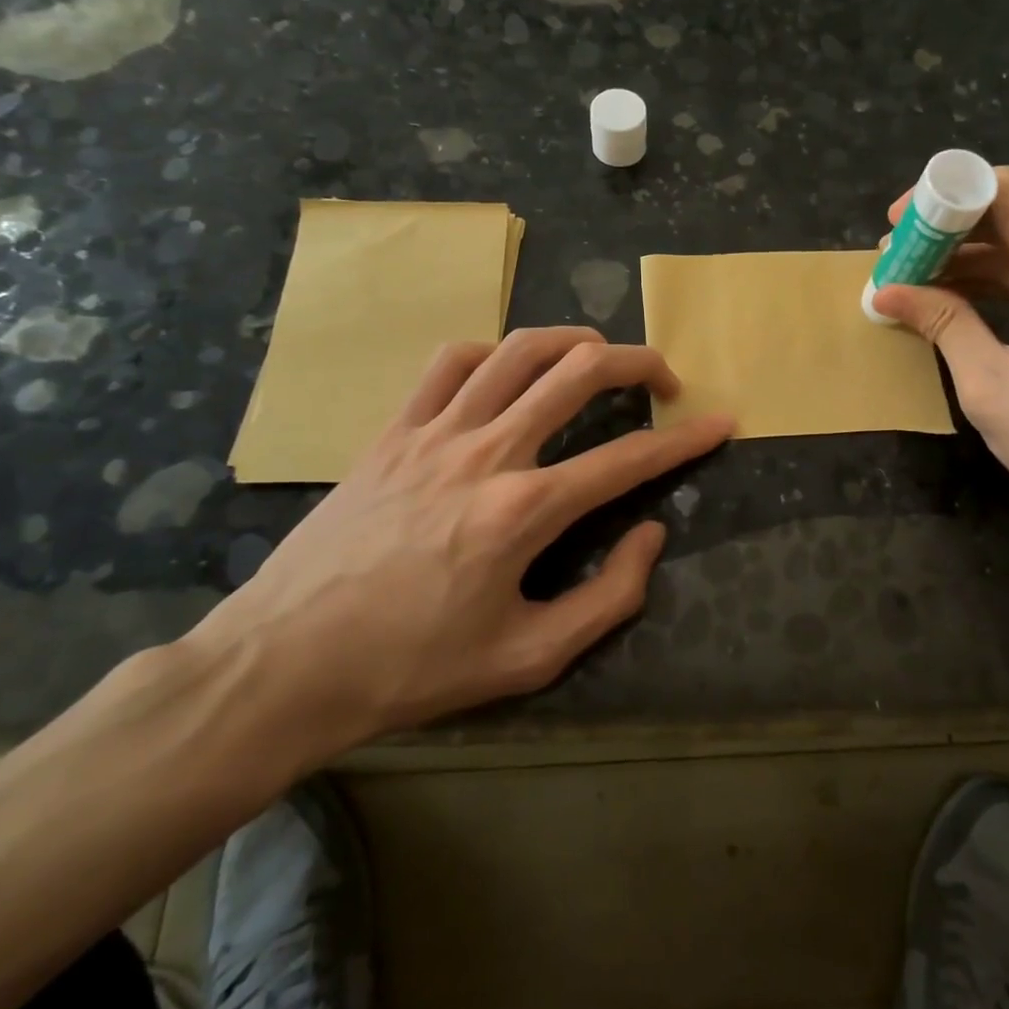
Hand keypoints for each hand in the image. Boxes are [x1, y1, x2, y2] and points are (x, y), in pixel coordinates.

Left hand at [191, 328, 732, 747]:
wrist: (287, 663)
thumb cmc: (414, 668)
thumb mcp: (529, 658)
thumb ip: (609, 597)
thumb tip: (650, 534)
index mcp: (524, 511)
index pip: (628, 458)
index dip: (686, 439)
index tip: (721, 421)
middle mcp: (487, 452)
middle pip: (579, 372)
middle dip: (639, 362)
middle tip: (664, 381)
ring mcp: (435, 432)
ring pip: (517, 349)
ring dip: (572, 340)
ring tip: (599, 356)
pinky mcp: (394, 430)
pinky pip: (450, 362)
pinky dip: (492, 352)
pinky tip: (507, 369)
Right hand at [872, 168, 1008, 557]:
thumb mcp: (990, 383)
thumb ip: (942, 323)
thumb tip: (886, 291)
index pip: (1006, 193)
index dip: (945, 197)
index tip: (901, 225)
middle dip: (953, 235)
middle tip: (900, 262)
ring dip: (979, 263)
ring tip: (921, 285)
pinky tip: (967, 304)